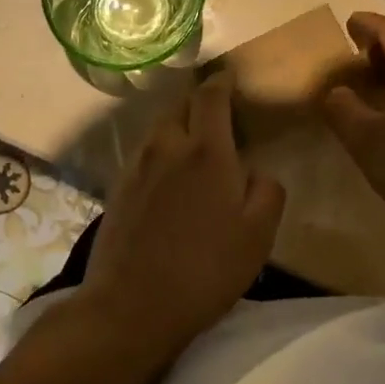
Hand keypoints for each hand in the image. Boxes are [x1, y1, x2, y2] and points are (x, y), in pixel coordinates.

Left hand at [76, 74, 285, 355]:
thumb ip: (267, 190)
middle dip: (199, 102)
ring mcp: (137, 166)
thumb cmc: (205, 269)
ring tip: (194, 145)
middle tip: (217, 115)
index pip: (211, 96)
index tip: (230, 78)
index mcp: (207, 151)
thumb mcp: (259, 235)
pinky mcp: (117, 188)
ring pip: (159, 129)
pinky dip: (160, 152)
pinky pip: (144, 154)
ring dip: (178, 127)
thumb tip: (254, 170)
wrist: (132, 305)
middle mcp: (167, 147)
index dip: (222, 82)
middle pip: (180, 106)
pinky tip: (169, 178)